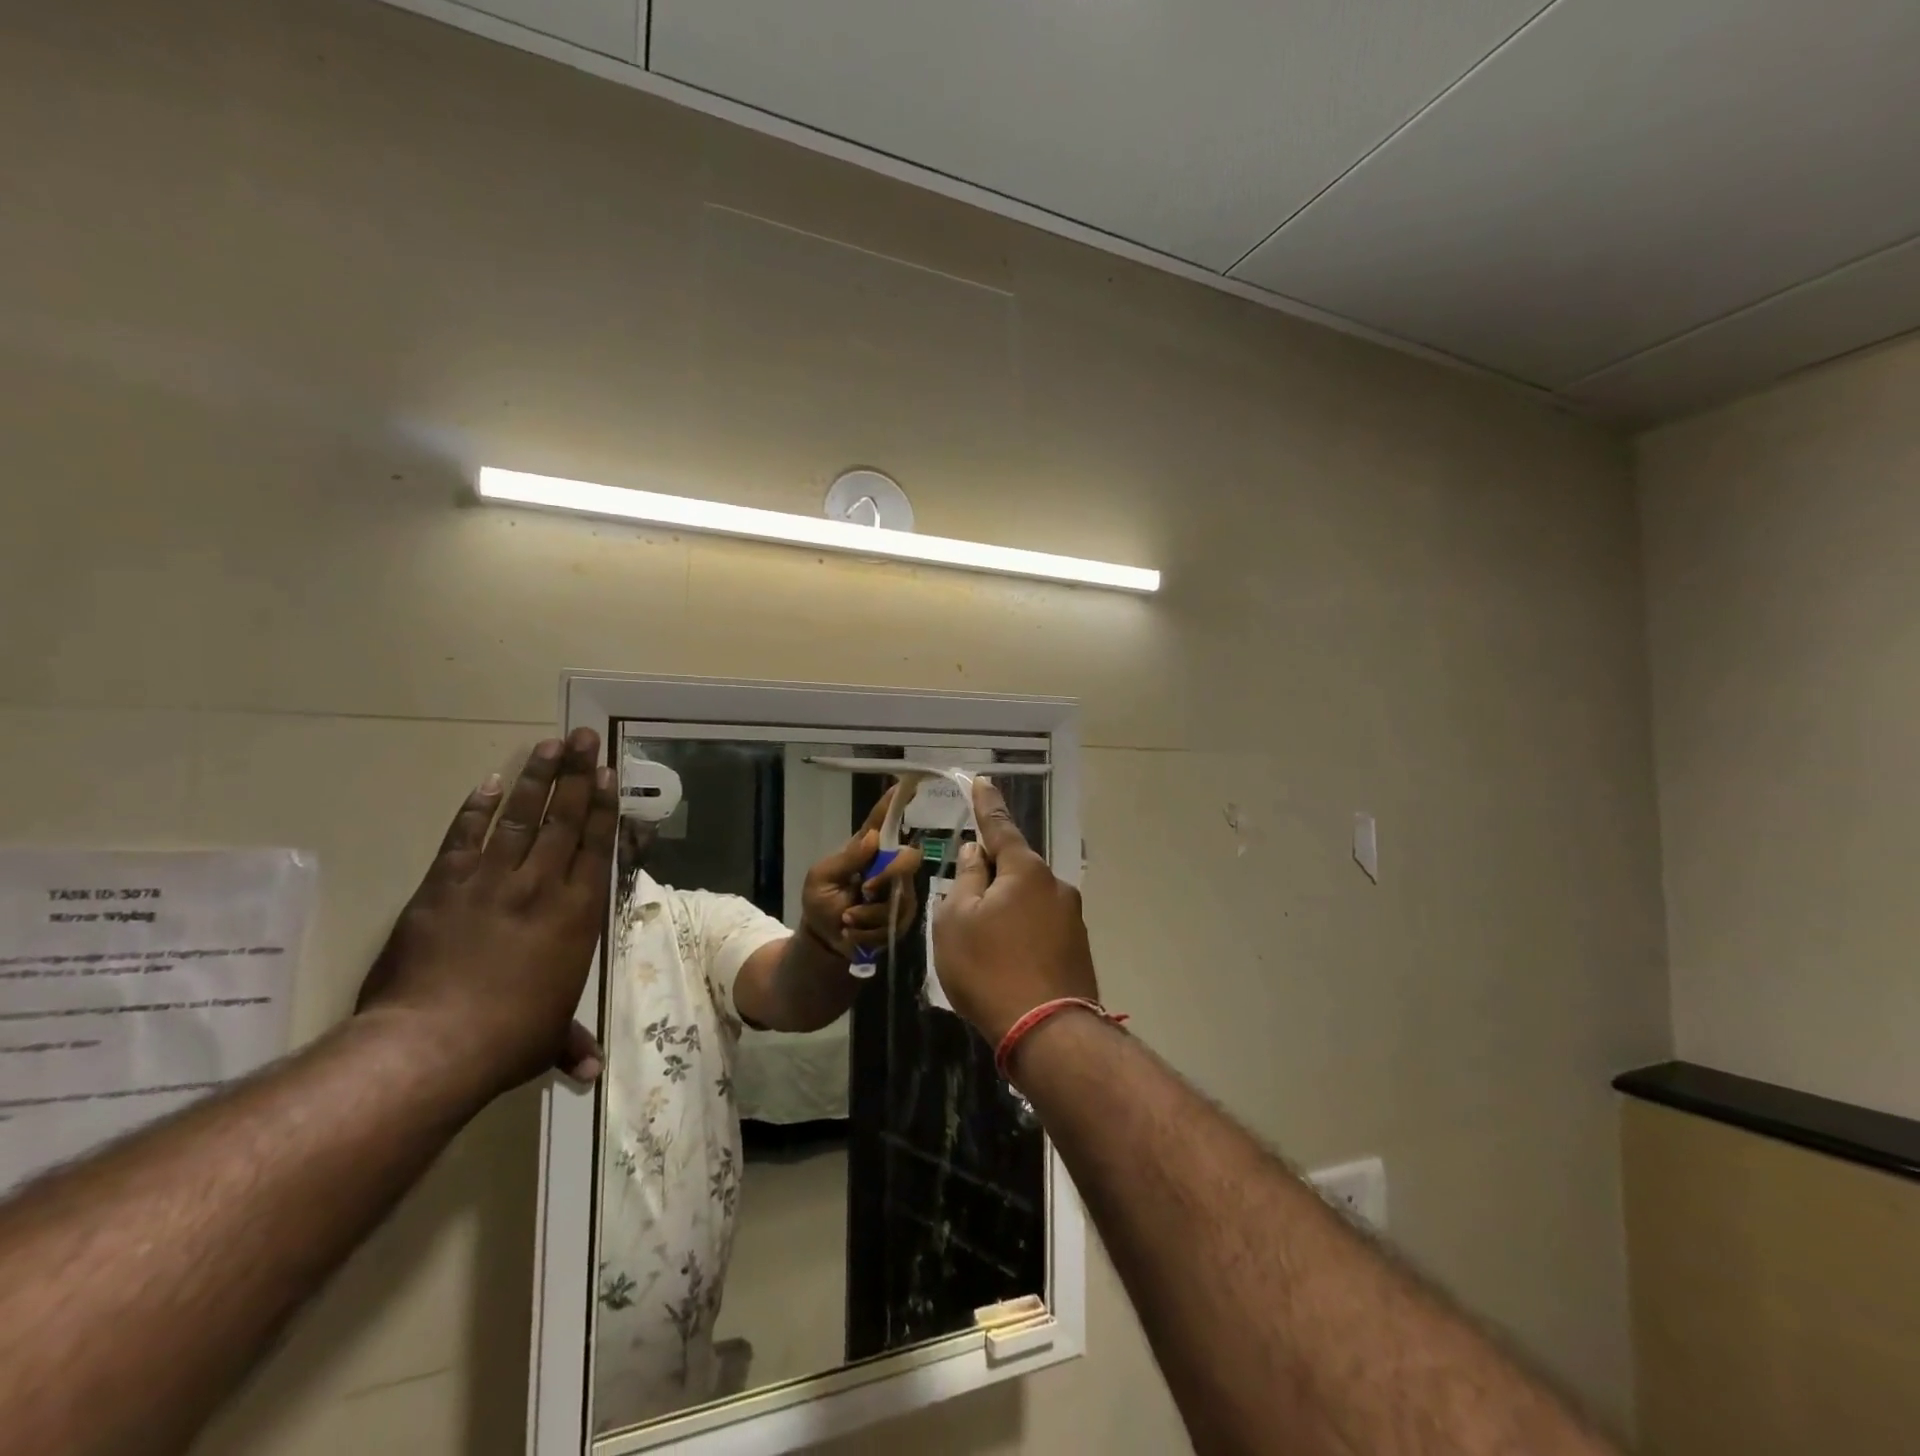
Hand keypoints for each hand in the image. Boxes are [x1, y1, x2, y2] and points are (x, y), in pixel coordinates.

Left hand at [355, 729, 617, 1095]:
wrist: (431, 1044)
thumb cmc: (507, 1039)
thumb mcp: (547, 1038)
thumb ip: (570, 1041)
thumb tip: (590, 1070)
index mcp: (577, 914)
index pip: (596, 847)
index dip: (604, 808)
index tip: (607, 775)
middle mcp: (541, 886)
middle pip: (563, 820)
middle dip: (577, 776)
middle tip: (584, 738)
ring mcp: (491, 881)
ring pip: (519, 817)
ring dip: (536, 779)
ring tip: (549, 745)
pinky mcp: (444, 886)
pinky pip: (464, 837)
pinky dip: (476, 809)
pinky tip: (489, 783)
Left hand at [799, 786, 925, 957]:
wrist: (824, 941)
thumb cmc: (820, 902)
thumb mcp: (821, 879)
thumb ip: (846, 860)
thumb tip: (873, 838)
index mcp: (867, 849)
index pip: (883, 821)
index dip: (895, 803)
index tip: (909, 783)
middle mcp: (888, 866)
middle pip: (908, 858)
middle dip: (887, 876)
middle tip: (864, 891)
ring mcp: (899, 892)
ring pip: (900, 897)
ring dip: (869, 914)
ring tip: (846, 920)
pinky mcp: (901, 918)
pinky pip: (895, 923)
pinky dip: (869, 932)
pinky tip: (853, 933)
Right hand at [933, 777, 1098, 1045]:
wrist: (1048, 1032)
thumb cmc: (989, 969)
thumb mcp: (956, 920)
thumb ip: (965, 879)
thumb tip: (975, 852)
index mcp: (1025, 870)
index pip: (1000, 826)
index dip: (986, 804)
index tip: (982, 780)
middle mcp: (1055, 885)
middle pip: (1014, 867)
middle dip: (990, 875)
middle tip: (964, 902)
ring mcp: (1071, 918)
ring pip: (1027, 899)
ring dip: (1005, 908)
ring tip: (982, 944)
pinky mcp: (1077, 948)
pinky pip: (1040, 926)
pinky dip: (1020, 933)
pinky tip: (1006, 962)